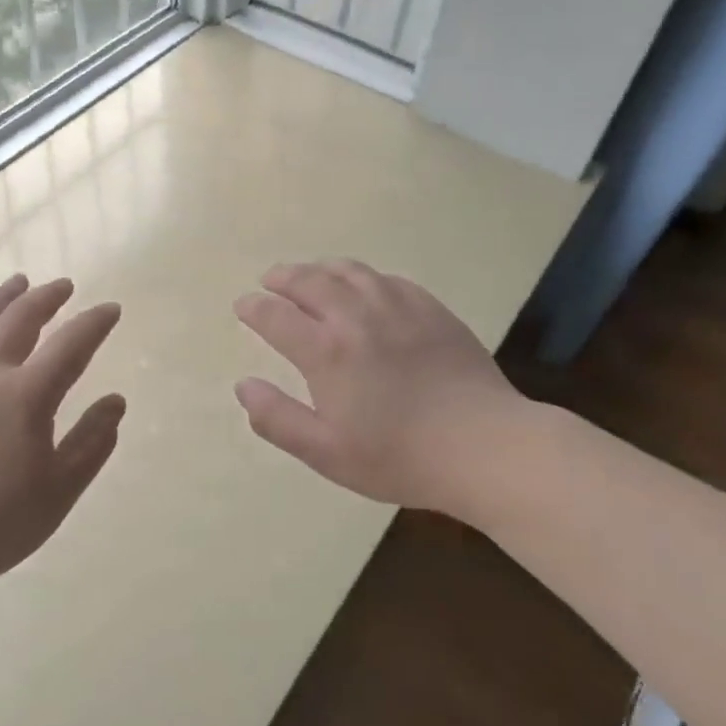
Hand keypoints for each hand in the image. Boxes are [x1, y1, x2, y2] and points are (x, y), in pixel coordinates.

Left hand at [0, 274, 124, 612]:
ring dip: (0, 298)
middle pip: (20, 318)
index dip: (95, 322)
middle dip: (47, 297)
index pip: (71, 343)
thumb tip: (116, 401)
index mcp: (27, 395)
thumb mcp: (57, 493)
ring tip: (17, 283)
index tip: (110, 309)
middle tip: (63, 287)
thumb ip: (91, 443)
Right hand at [233, 260, 516, 512]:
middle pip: (310, 281)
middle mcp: (357, 316)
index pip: (276, 316)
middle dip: (283, 278)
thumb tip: (243, 385)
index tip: (243, 305)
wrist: (483, 445)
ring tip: (310, 273)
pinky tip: (364, 286)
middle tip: (270, 280)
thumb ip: (277, 418)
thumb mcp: (325, 452)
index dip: (254, 308)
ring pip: (349, 271)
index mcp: (326, 351)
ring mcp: (397, 307)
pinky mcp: (430, 308)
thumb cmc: (398, 456)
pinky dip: (363, 277)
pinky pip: (387, 279)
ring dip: (320, 268)